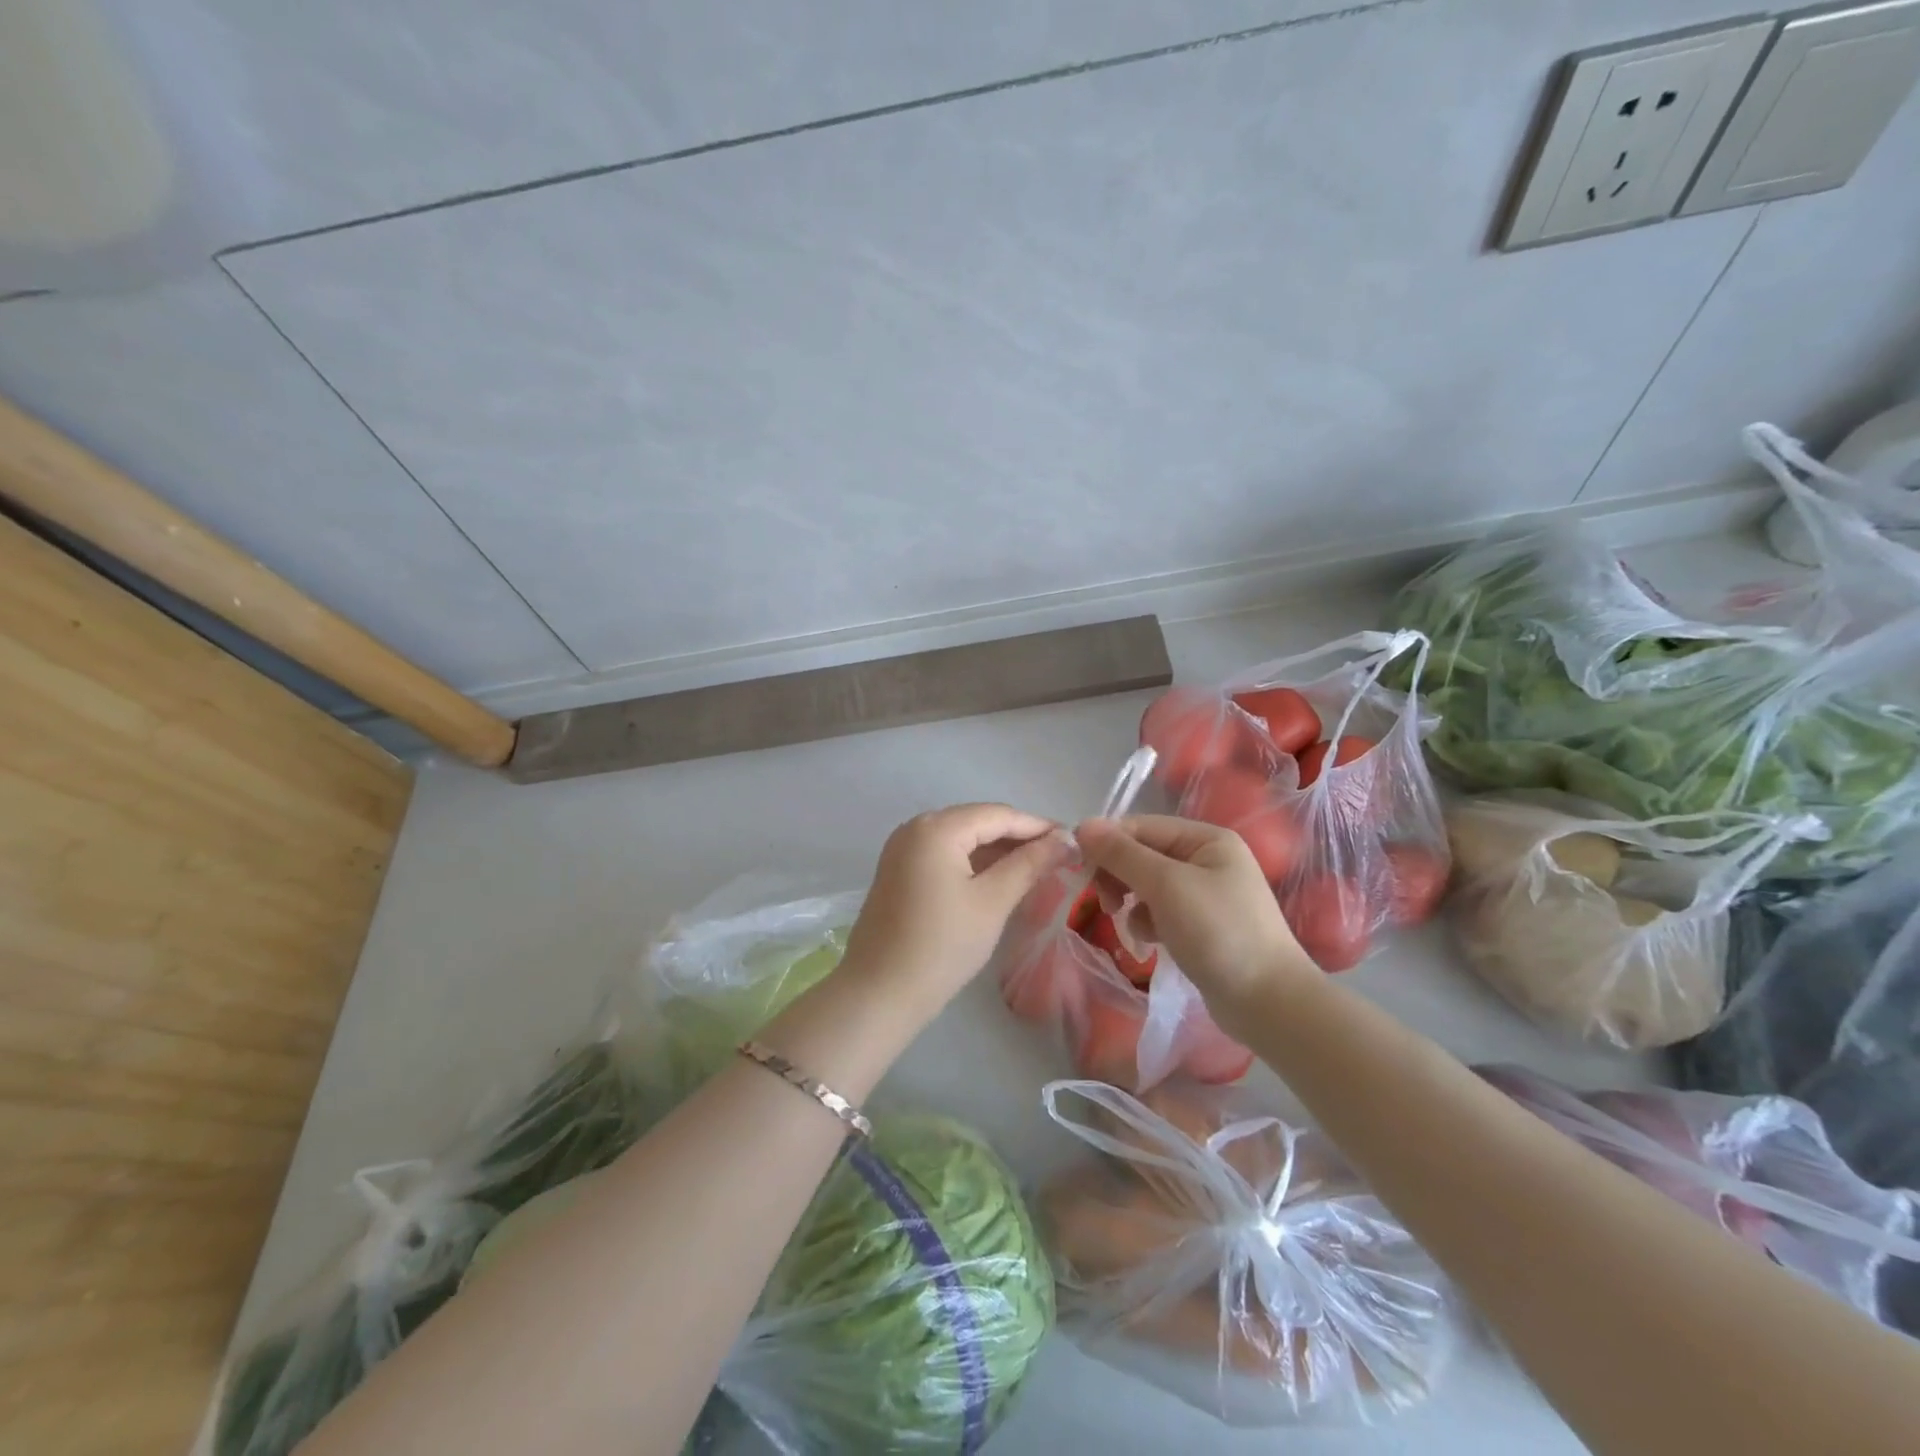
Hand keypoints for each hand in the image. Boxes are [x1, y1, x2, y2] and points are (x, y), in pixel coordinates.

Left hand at [840, 803, 1068, 1014]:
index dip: (1037, 826)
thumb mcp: (992, 902)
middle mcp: (915, 828)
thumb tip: (1065, 840)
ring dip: (997, 851)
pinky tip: (1000, 878)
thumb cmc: (942, 945)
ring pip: (961, 839)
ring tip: (1037, 867)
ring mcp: (903, 849)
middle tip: (1059, 856)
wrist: (879, 993)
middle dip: (1018, 837)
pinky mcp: (899, 871)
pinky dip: (974, 863)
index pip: (997, 815)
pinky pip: (944, 855)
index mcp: (936, 828)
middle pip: (977, 822)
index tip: (1074, 841)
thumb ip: (1029, 864)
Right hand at [1075, 814, 1319, 1026]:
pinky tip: (1151, 941)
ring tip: (1132, 927)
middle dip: (1118, 875)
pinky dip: (1148, 922)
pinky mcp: (1201, 924)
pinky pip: (1160, 910)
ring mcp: (1205, 893)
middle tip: (1104, 903)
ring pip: (1147, 884)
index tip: (1080, 872)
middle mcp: (1207, 858)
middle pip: (1142, 854)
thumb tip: (1082, 825)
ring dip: (1131, 901)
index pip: (1140, 827)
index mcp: (1206, 838)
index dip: (1107, 845)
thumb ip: (1122, 854)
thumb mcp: (1166, 886)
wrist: (1269, 1003)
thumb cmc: (1219, 934)